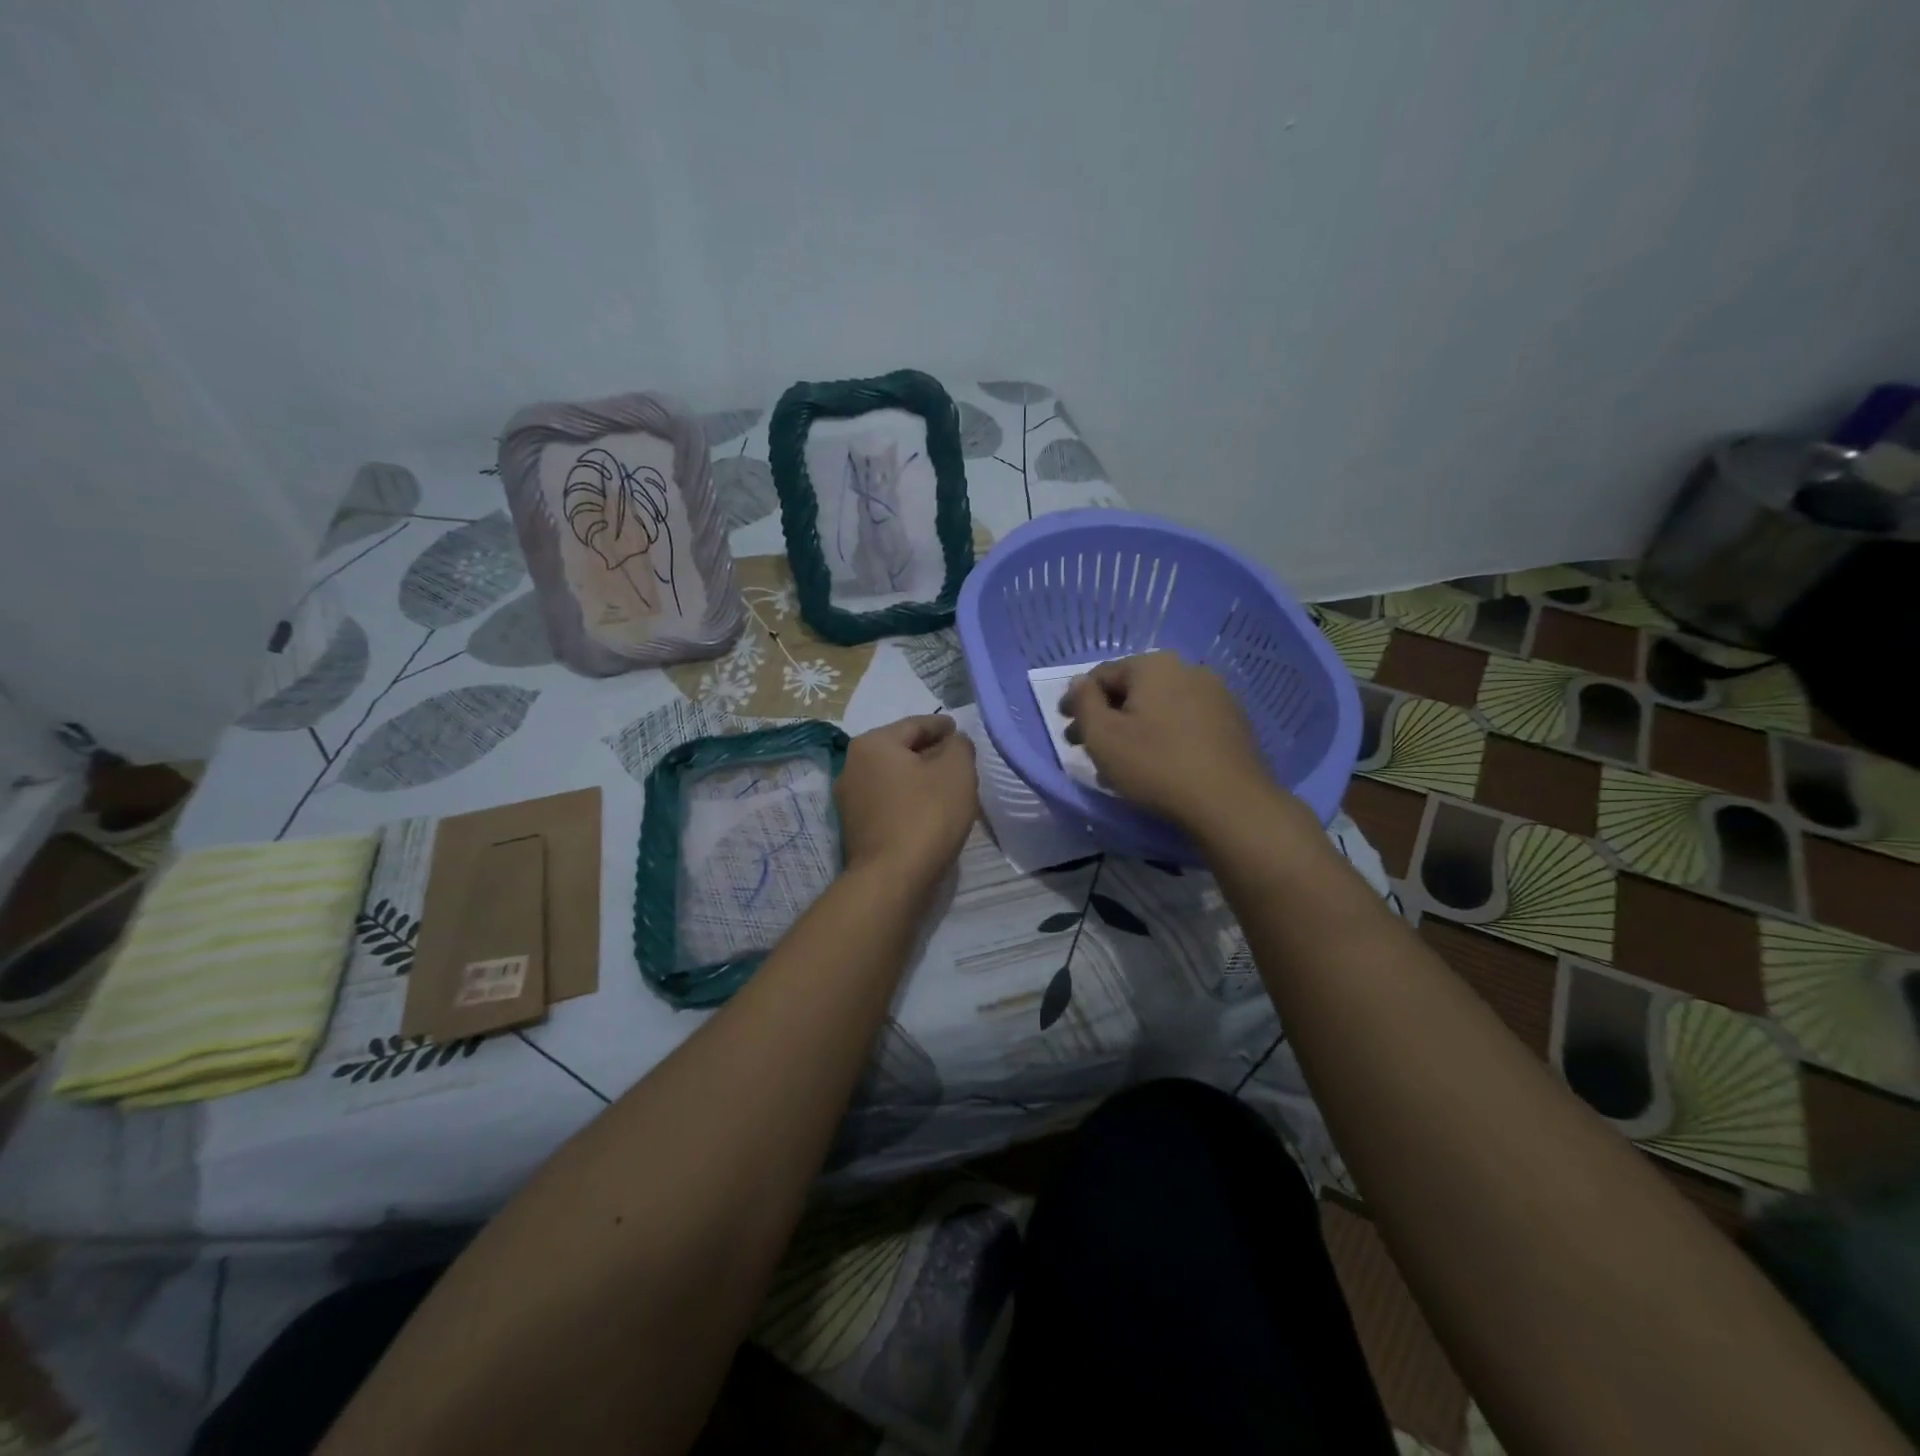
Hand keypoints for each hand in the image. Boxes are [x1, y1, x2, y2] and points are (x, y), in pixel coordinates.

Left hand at [836, 715, 977, 890]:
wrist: (892, 879)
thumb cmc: (926, 816)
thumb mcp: (957, 771)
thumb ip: (959, 746)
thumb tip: (953, 742)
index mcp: (873, 744)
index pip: (915, 725)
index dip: (942, 726)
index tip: (959, 730)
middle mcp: (852, 765)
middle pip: (900, 750)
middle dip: (929, 751)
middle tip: (958, 759)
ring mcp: (850, 799)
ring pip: (894, 777)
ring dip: (918, 777)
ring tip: (946, 785)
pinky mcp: (855, 828)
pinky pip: (888, 801)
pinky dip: (908, 799)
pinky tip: (928, 809)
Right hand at [1061, 651, 1278, 829]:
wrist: (1231, 803)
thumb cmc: (1156, 765)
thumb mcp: (1103, 736)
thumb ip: (1084, 703)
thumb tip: (1080, 683)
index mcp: (1154, 665)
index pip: (1102, 675)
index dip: (1077, 700)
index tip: (1064, 725)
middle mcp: (1188, 670)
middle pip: (1133, 690)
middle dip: (1105, 716)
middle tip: (1085, 746)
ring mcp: (1217, 696)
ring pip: (1159, 708)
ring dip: (1133, 730)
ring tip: (1117, 763)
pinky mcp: (1233, 724)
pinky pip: (1184, 723)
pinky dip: (1162, 737)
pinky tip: (1154, 765)